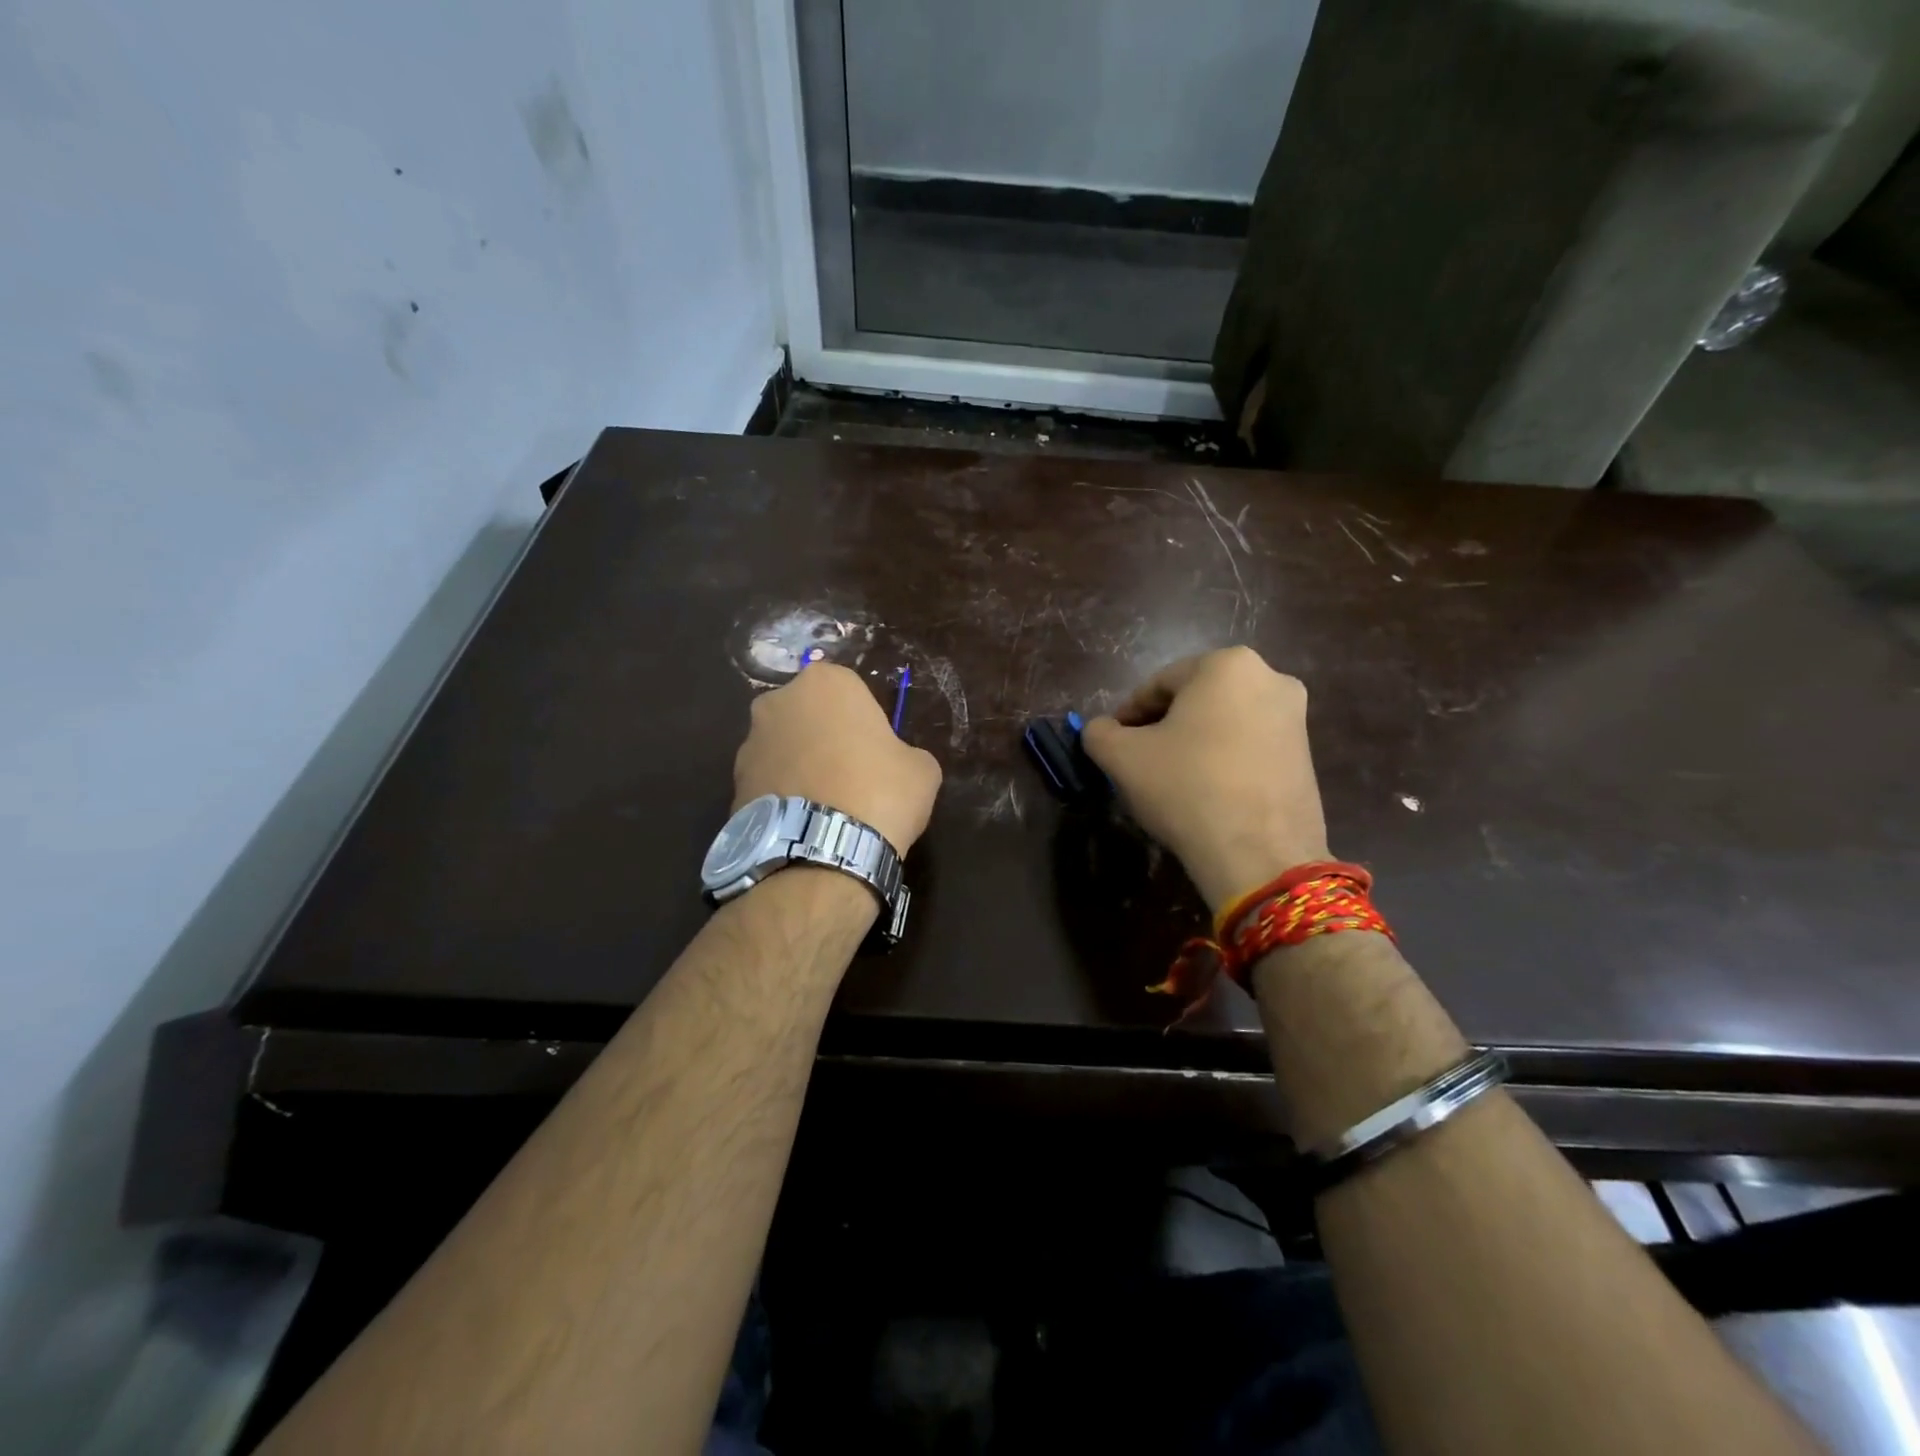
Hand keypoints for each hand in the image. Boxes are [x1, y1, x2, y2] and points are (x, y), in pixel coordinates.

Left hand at [733, 663, 942, 854]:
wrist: (821, 853)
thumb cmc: (879, 793)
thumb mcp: (921, 768)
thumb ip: (904, 752)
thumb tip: (893, 763)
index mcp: (825, 682)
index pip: (850, 690)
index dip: (865, 721)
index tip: (876, 751)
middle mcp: (777, 701)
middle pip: (809, 715)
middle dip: (824, 737)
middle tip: (851, 775)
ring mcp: (749, 743)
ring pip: (784, 748)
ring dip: (800, 767)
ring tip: (825, 808)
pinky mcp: (732, 784)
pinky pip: (768, 782)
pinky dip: (783, 796)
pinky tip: (804, 824)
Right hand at [1081, 647, 1328, 912]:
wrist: (1259, 855)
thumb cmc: (1186, 788)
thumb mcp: (1121, 757)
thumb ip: (1099, 733)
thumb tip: (1101, 730)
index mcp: (1227, 664)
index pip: (1158, 685)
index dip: (1128, 715)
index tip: (1113, 745)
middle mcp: (1270, 678)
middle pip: (1194, 700)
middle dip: (1163, 727)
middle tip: (1139, 762)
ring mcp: (1296, 718)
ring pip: (1223, 723)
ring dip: (1193, 743)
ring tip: (1170, 780)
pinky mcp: (1307, 756)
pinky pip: (1249, 746)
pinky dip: (1223, 760)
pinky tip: (1204, 793)